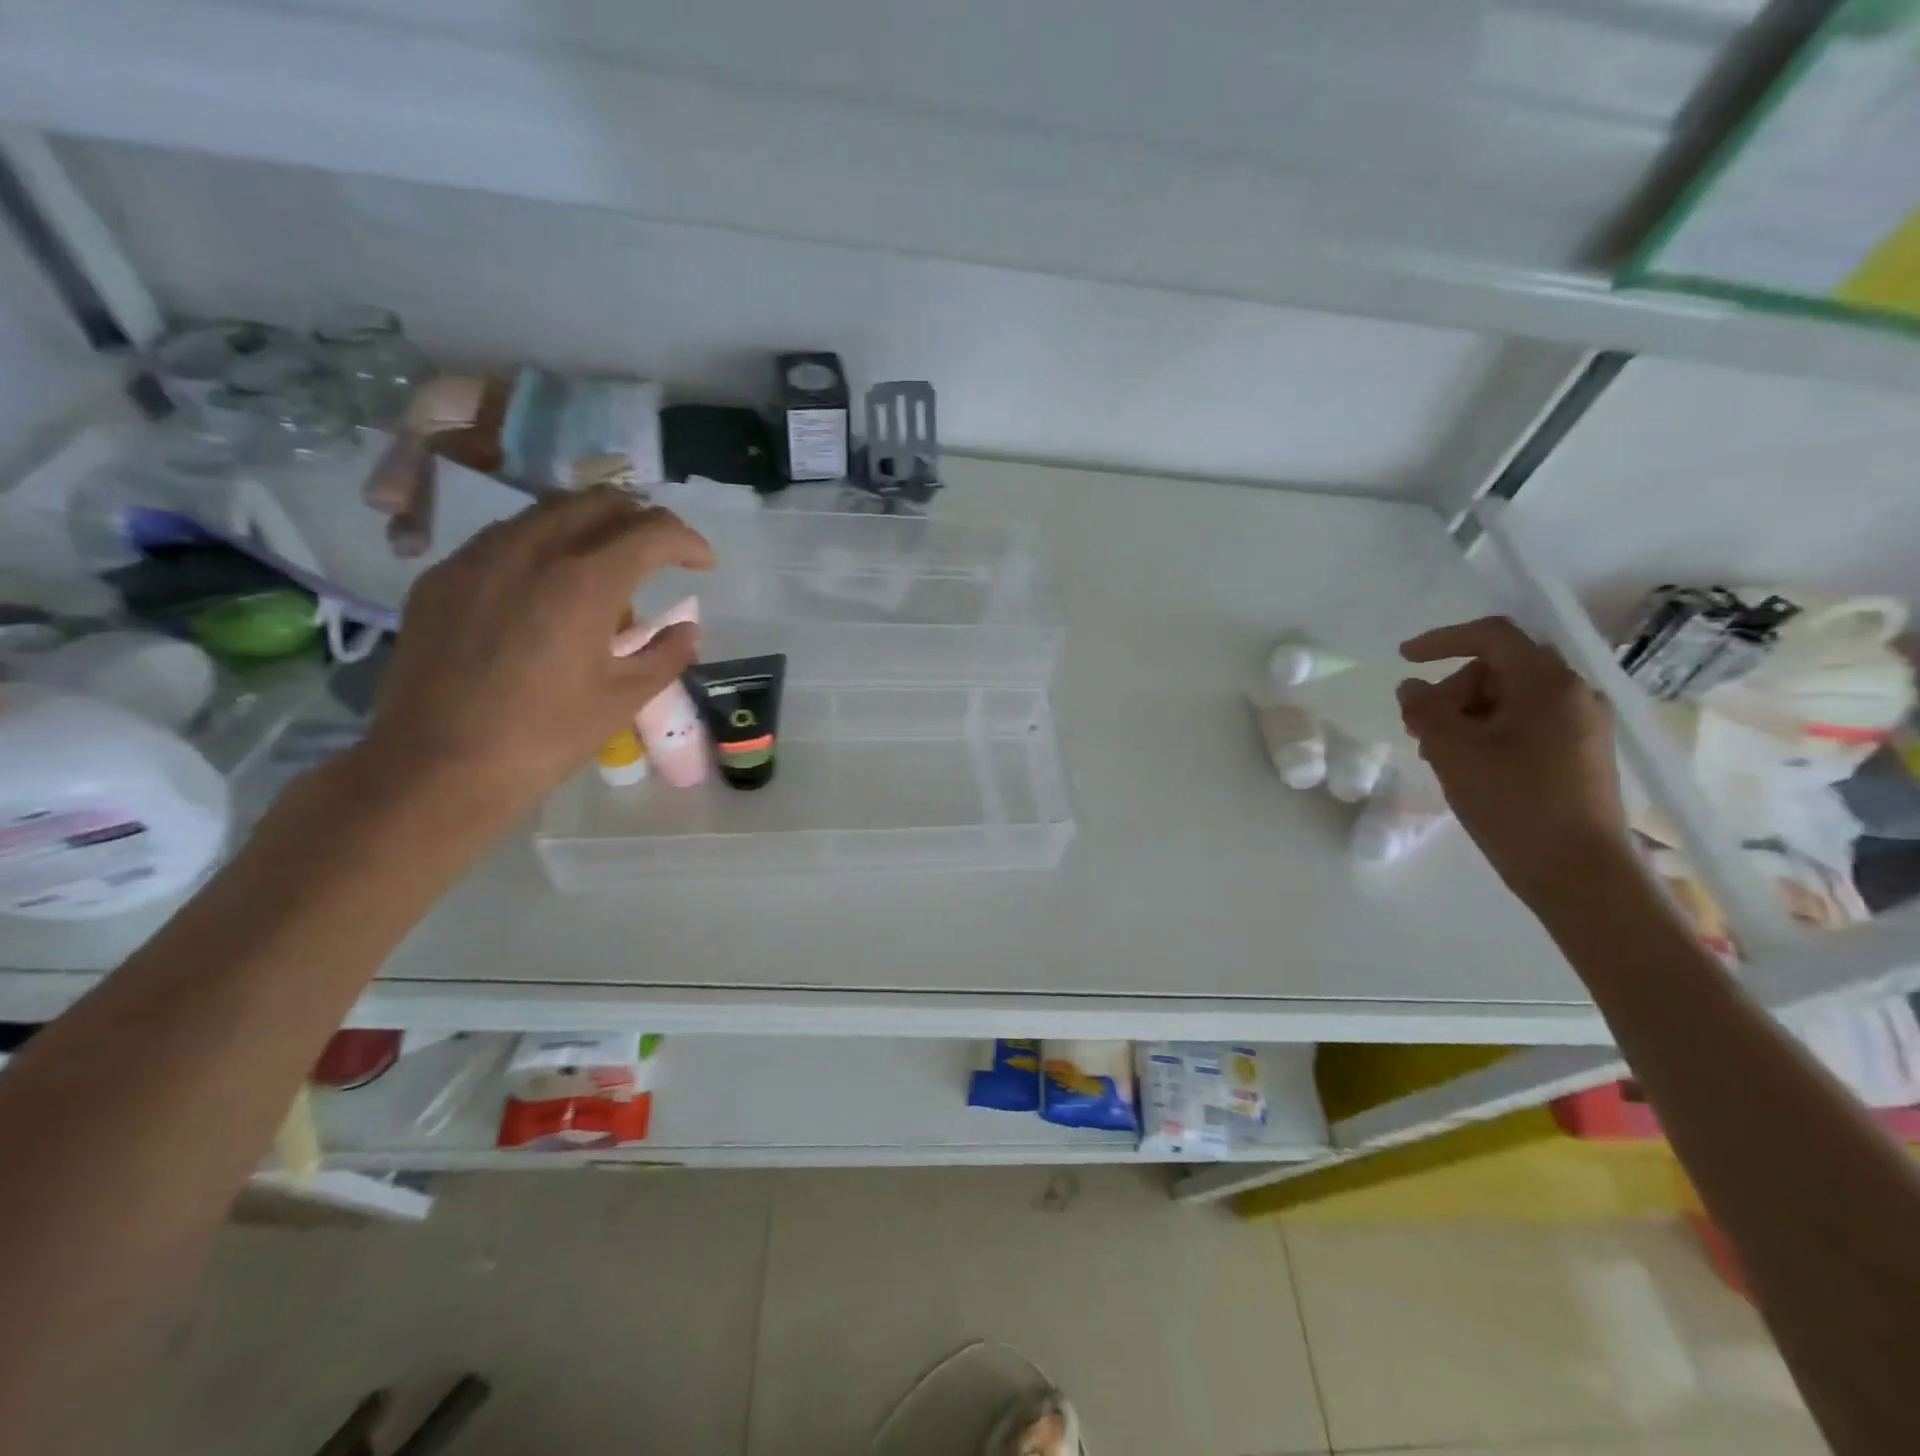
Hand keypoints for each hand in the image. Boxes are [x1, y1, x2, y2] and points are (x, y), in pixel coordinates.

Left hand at [358, 487, 714, 822]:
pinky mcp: (442, 576)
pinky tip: (547, 588)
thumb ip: (665, 654)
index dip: (688, 541)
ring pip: (547, 511)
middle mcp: (531, 550)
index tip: (703, 564)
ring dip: (591, 526)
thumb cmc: (545, 737)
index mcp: (585, 581)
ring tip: (606, 568)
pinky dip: (543, 545)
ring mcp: (478, 557)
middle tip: (661, 555)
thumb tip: (686, 629)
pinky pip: (504, 537)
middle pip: (599, 502)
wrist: (436, 767)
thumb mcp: (624, 699)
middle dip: (641, 520)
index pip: (652, 531)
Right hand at [1397, 616, 1625, 901]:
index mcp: (1548, 683)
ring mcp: (1580, 725)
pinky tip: (1465, 765)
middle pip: (1499, 668)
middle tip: (1419, 726)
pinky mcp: (1578, 754)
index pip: (1492, 636)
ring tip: (1437, 752)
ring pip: (1509, 698)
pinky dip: (1487, 732)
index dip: (1442, 640)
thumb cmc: (1514, 802)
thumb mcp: (1454, 752)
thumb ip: (1425, 710)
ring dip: (1465, 714)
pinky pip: (1524, 724)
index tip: (1403, 659)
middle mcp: (1572, 694)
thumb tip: (1411, 688)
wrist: (1578, 872)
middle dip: (1451, 689)